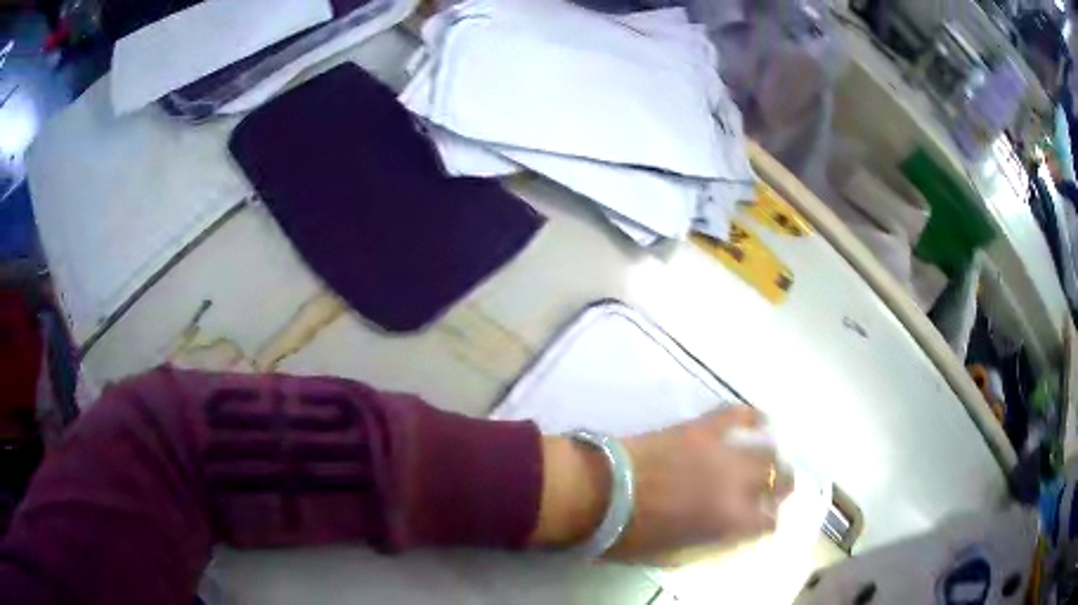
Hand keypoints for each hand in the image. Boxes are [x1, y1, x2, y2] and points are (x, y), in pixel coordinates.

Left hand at [612, 406, 791, 559]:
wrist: (600, 492)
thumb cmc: (630, 533)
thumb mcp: (671, 553)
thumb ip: (705, 541)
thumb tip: (720, 532)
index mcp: (729, 521)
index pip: (767, 522)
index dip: (768, 522)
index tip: (763, 522)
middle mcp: (737, 485)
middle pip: (777, 480)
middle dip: (780, 486)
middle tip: (774, 489)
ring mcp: (721, 452)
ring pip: (766, 449)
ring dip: (772, 457)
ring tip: (769, 460)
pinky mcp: (702, 429)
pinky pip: (736, 414)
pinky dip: (751, 416)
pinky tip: (759, 420)